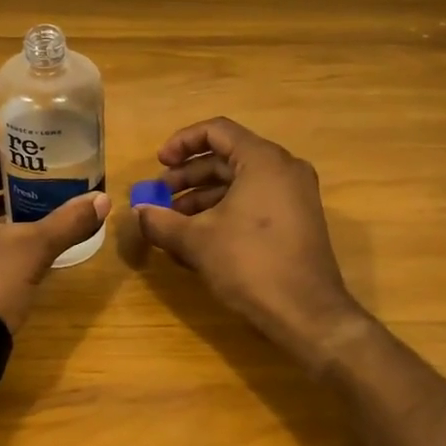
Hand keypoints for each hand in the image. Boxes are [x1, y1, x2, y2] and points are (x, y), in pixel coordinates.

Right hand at [134, 118, 364, 362]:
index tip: (159, 164)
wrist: (307, 314)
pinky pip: (254, 201)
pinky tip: (198, 238)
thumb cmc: (250, 264)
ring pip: (239, 182)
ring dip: (202, 197)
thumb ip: (161, 221)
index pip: (216, 131)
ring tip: (172, 222)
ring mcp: (295, 195)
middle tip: (159, 197)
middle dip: (188, 176)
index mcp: (263, 160)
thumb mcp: (197, 240)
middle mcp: (284, 169)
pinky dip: (224, 211)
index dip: (181, 143)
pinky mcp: (297, 220)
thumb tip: (138, 213)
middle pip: (227, 158)